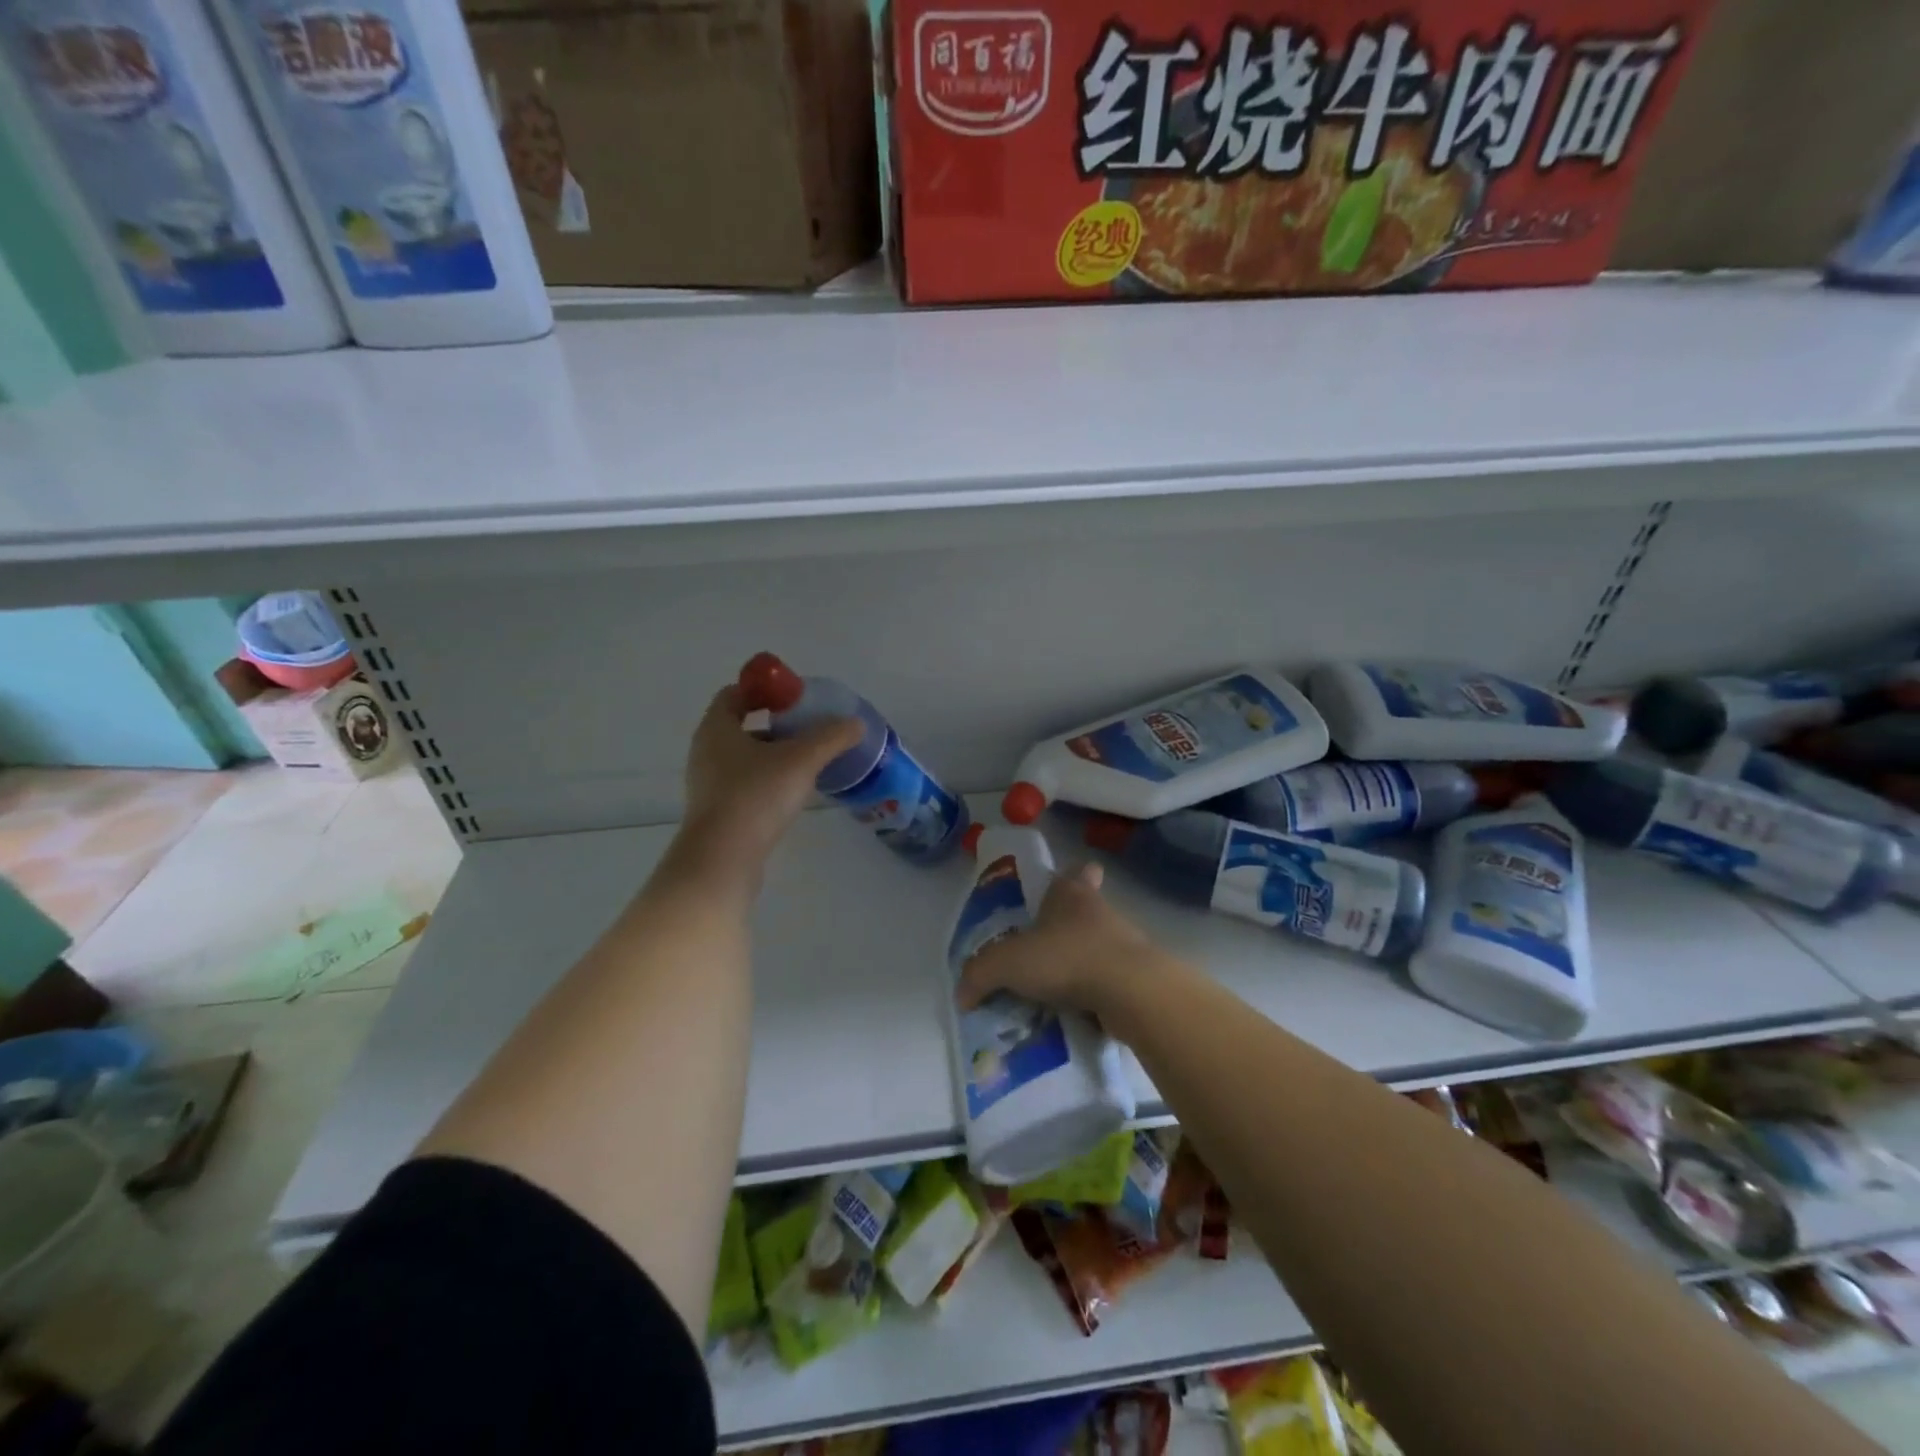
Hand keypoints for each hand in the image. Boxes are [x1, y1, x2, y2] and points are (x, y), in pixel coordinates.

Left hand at [674, 685, 861, 879]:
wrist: (723, 860)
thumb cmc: (756, 796)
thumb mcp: (802, 760)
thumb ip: (831, 737)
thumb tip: (856, 723)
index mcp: (717, 728)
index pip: (735, 693)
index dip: (763, 689)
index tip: (794, 696)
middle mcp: (706, 751)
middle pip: (741, 725)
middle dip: (775, 723)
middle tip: (808, 727)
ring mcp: (708, 783)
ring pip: (744, 757)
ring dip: (773, 754)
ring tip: (808, 760)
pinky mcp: (717, 812)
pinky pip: (744, 783)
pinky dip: (767, 780)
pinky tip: (794, 791)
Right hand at [957, 861, 1160, 1021]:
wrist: (1132, 993)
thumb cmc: (1067, 958)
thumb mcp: (1008, 963)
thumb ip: (980, 974)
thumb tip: (962, 995)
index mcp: (1072, 894)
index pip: (1076, 871)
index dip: (1069, 876)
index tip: (1057, 891)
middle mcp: (1100, 912)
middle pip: (1082, 912)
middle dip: (1063, 929)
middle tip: (1037, 953)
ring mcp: (1123, 945)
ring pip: (1094, 949)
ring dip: (1076, 967)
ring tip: (1047, 993)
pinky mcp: (1136, 979)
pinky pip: (1106, 985)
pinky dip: (1090, 997)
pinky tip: (1070, 1017)